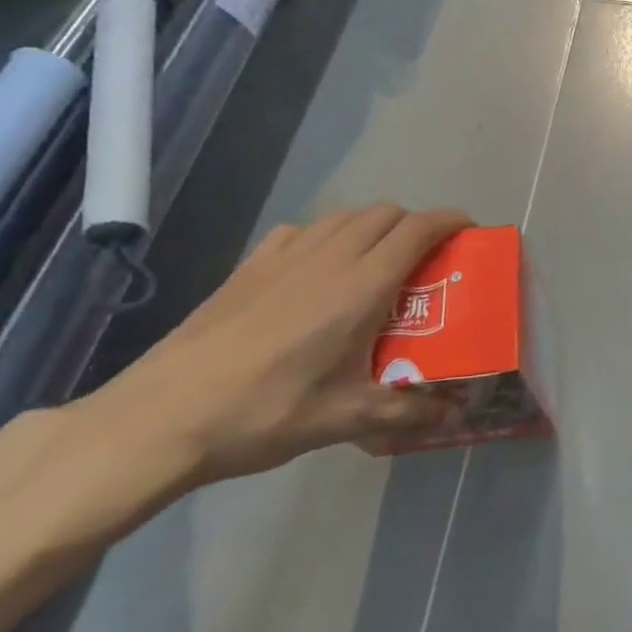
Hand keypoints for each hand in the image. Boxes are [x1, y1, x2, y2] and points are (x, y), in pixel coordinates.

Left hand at [82, 204, 473, 484]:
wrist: (161, 417)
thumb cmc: (266, 413)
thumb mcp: (346, 419)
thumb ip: (408, 411)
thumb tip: (453, 414)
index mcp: (362, 285)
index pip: (419, 229)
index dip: (451, 221)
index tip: (470, 233)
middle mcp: (329, 257)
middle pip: (386, 212)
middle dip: (415, 224)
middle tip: (427, 259)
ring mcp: (284, 256)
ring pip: (344, 215)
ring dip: (373, 226)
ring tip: (377, 262)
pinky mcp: (249, 266)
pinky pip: (302, 230)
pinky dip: (326, 235)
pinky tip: (318, 269)